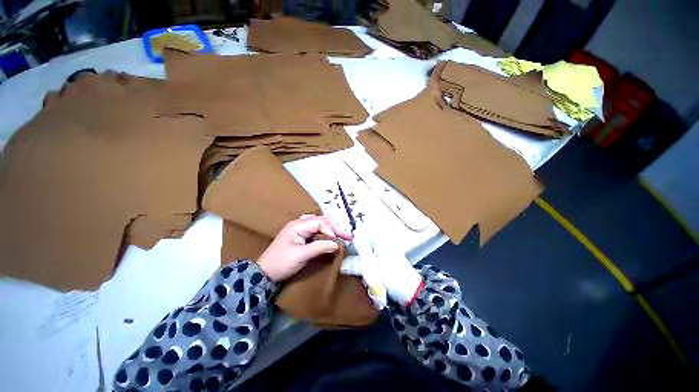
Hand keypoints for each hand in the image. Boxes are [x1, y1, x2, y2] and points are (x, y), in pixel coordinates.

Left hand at [257, 215, 352, 282]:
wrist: (265, 274)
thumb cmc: (281, 263)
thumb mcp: (300, 255)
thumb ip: (319, 247)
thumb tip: (336, 244)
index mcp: (297, 225)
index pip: (319, 222)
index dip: (330, 230)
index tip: (337, 241)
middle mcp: (299, 224)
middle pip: (321, 220)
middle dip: (335, 227)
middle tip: (347, 235)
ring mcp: (299, 230)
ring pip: (319, 224)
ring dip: (331, 229)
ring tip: (342, 234)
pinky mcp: (300, 237)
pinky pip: (316, 231)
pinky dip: (325, 233)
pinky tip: (330, 236)